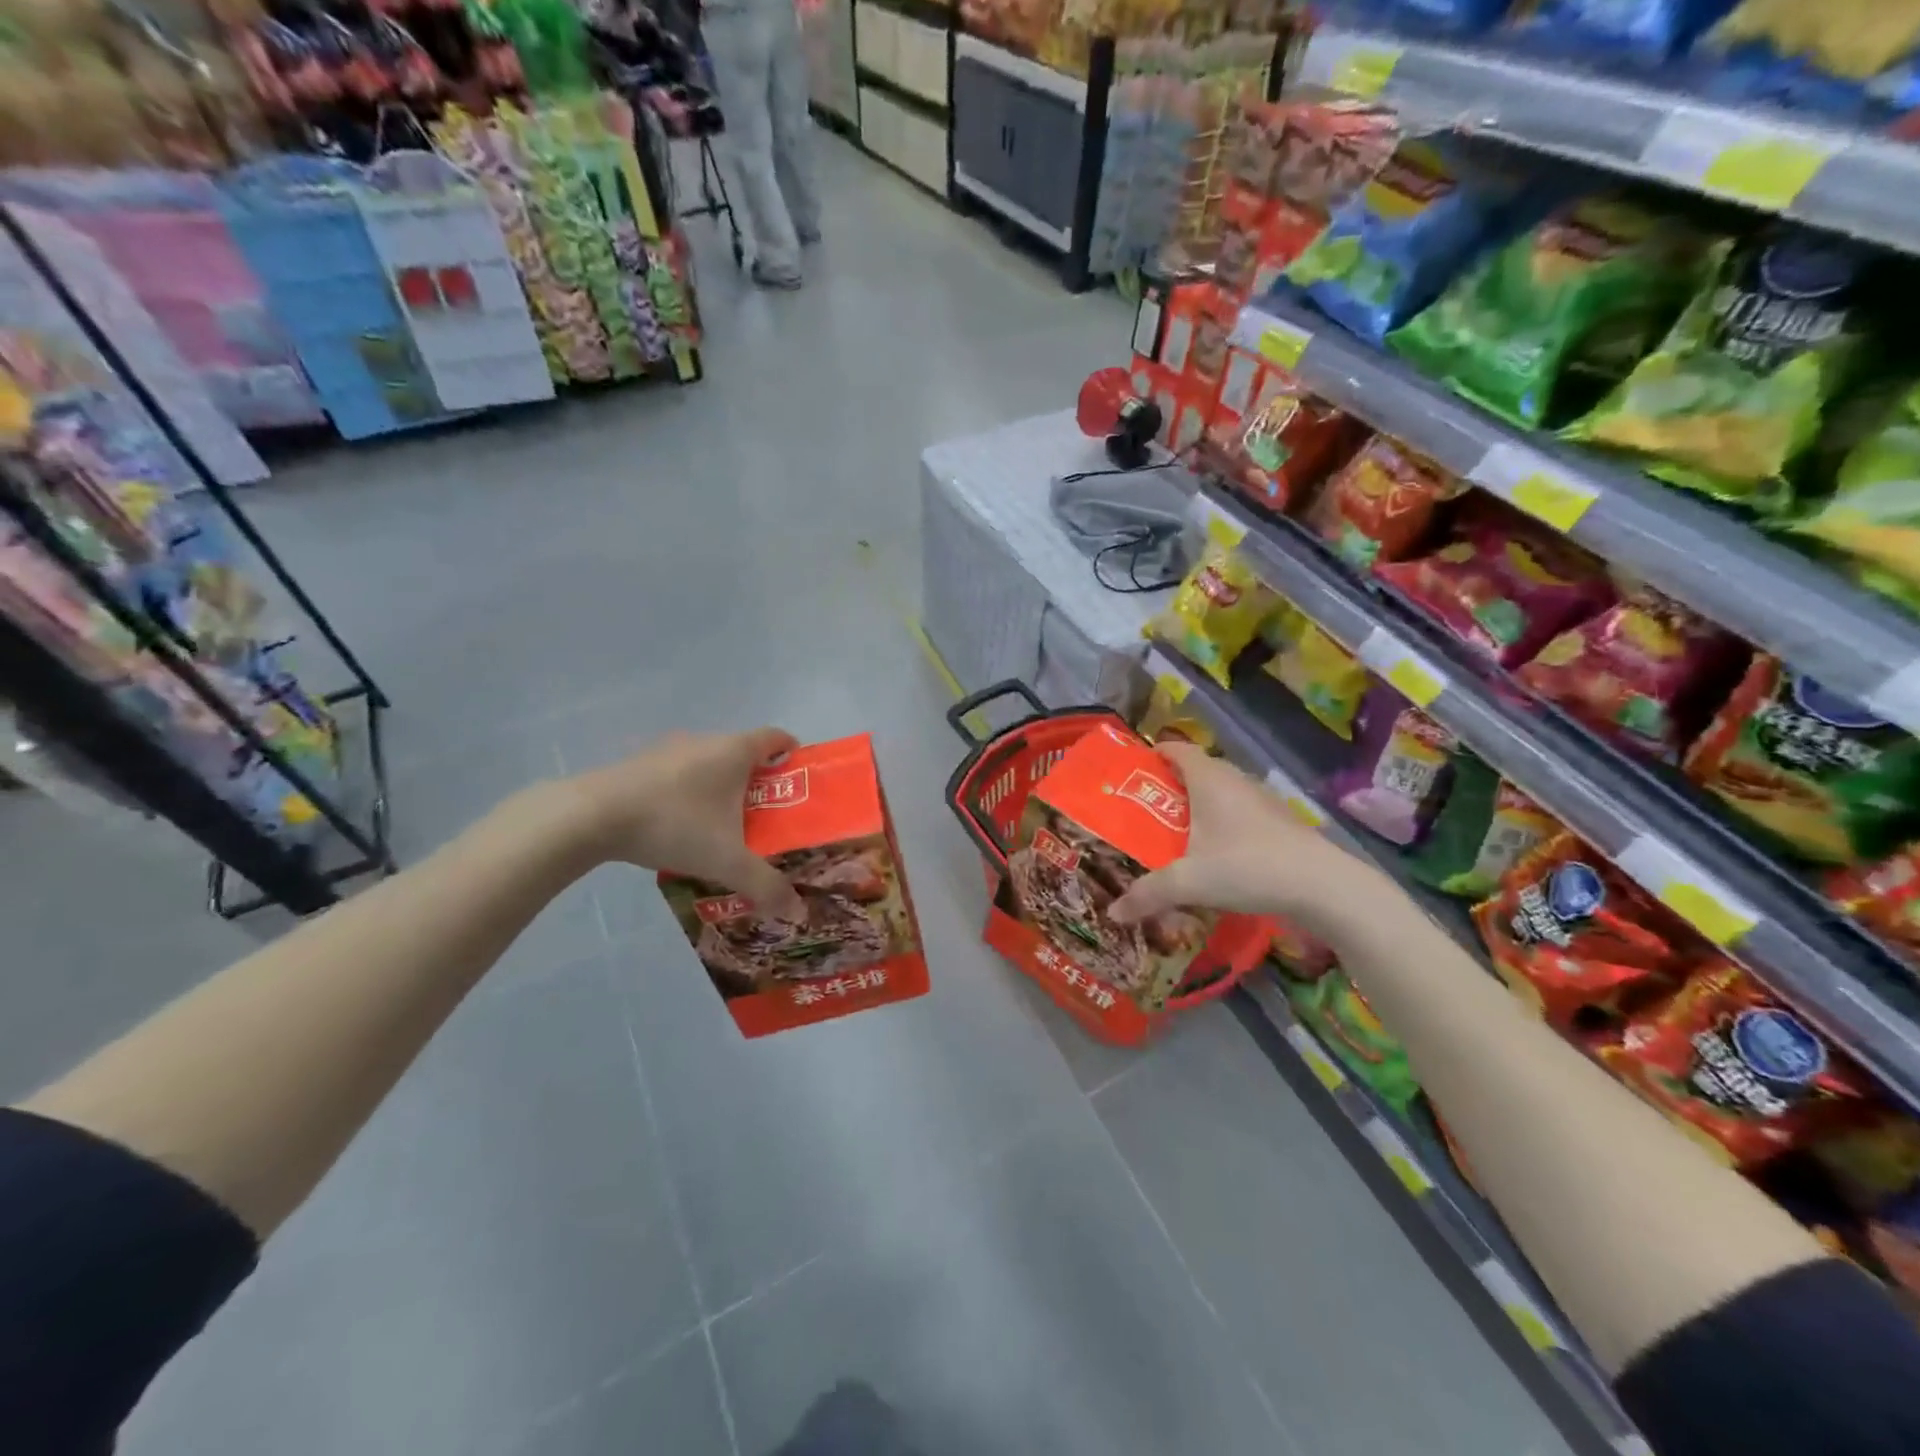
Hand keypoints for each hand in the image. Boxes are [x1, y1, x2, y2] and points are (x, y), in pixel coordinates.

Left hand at [568, 727, 805, 919]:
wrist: (591, 816)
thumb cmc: (674, 824)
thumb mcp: (726, 860)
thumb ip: (764, 884)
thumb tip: (796, 909)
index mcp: (734, 751)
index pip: (776, 737)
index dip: (791, 753)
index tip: (797, 778)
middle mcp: (705, 740)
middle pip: (743, 752)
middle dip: (758, 780)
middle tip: (766, 815)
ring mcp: (668, 750)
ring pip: (708, 763)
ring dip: (720, 787)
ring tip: (723, 825)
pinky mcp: (639, 764)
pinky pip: (678, 774)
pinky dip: (688, 793)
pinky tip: (680, 826)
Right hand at [1107, 743, 1370, 929]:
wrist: (1323, 887)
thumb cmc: (1247, 867)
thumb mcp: (1188, 882)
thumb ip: (1147, 895)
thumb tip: (1113, 913)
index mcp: (1209, 779)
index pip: (1177, 749)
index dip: (1155, 754)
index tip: (1134, 770)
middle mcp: (1236, 780)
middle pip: (1198, 770)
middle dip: (1172, 785)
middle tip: (1147, 809)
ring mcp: (1263, 800)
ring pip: (1223, 792)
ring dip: (1201, 806)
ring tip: (1178, 833)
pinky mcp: (1281, 822)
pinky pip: (1242, 812)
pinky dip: (1224, 824)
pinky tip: (1218, 854)